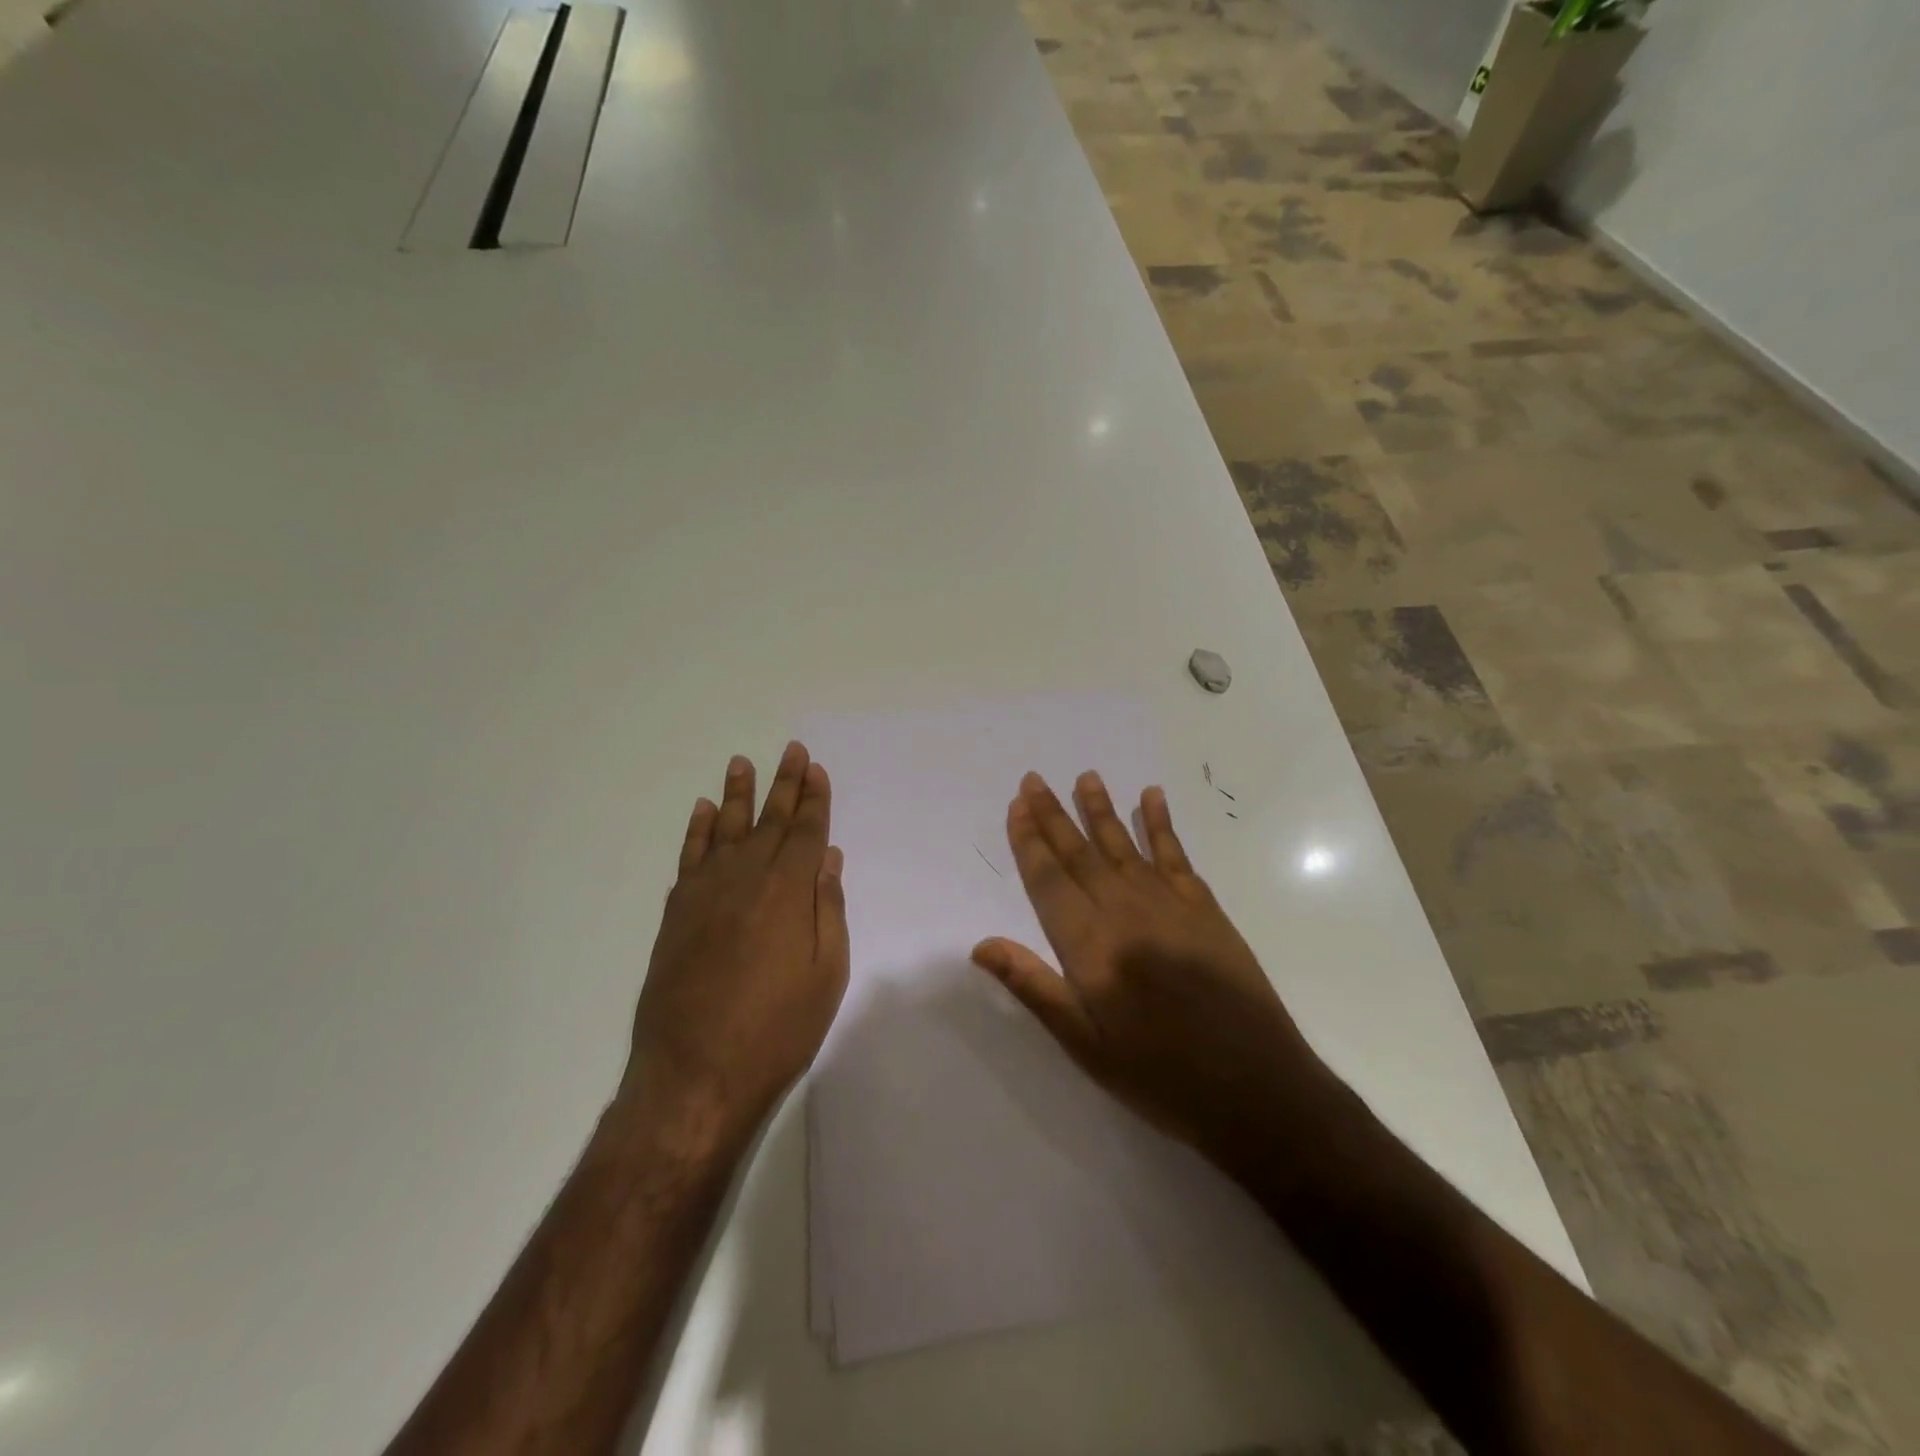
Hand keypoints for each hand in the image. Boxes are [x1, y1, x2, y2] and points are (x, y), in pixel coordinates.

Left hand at [619, 743, 849, 1157]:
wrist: (694, 1076)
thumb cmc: (777, 1031)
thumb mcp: (826, 975)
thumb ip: (828, 911)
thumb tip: (828, 860)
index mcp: (788, 892)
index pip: (806, 832)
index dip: (814, 800)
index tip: (816, 769)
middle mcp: (746, 879)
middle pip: (770, 821)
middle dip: (785, 784)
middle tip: (791, 750)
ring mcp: (705, 894)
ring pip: (727, 830)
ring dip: (738, 794)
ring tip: (743, 762)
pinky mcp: (676, 913)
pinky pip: (689, 857)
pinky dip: (698, 830)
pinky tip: (705, 810)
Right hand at [970, 771, 1320, 1161]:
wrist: (1257, 1088)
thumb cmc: (1160, 1075)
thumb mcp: (1085, 1045)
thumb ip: (1034, 988)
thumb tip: (981, 945)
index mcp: (1091, 947)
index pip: (1050, 881)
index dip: (1029, 841)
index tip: (1017, 805)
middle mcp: (1126, 913)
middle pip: (1081, 854)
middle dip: (1054, 815)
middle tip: (1035, 779)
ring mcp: (1169, 905)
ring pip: (1124, 846)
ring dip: (1101, 809)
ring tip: (1086, 776)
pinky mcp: (1205, 909)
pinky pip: (1176, 855)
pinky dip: (1161, 824)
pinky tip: (1152, 798)